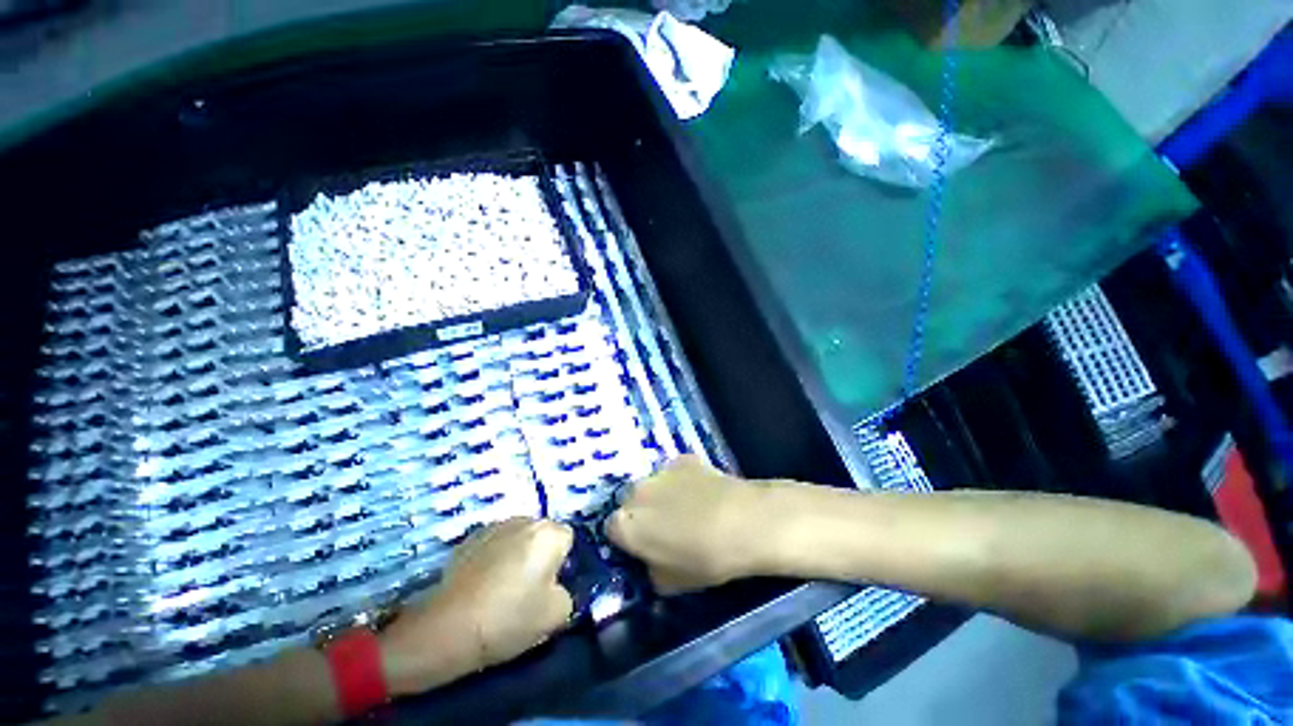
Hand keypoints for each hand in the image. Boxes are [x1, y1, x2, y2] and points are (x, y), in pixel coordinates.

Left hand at [380, 518, 573, 695]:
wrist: (448, 627)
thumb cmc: (509, 618)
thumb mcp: (556, 615)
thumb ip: (567, 593)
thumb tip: (555, 587)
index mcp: (548, 533)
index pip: (567, 539)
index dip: (562, 563)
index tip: (549, 586)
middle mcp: (524, 520)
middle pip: (542, 534)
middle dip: (539, 554)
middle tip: (528, 587)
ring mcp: (494, 526)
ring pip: (517, 537)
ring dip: (516, 553)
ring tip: (501, 587)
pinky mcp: (469, 539)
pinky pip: (493, 544)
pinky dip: (493, 557)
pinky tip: (481, 585)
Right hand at [607, 455, 771, 593]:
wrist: (742, 523)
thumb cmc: (704, 560)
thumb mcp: (670, 583)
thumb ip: (651, 569)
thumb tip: (651, 559)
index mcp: (626, 524)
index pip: (612, 529)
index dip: (627, 538)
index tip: (643, 546)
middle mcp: (636, 492)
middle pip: (631, 502)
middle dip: (642, 513)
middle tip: (665, 526)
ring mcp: (660, 471)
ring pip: (653, 484)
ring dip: (661, 495)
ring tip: (688, 507)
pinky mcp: (682, 459)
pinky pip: (675, 472)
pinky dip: (683, 480)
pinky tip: (703, 492)